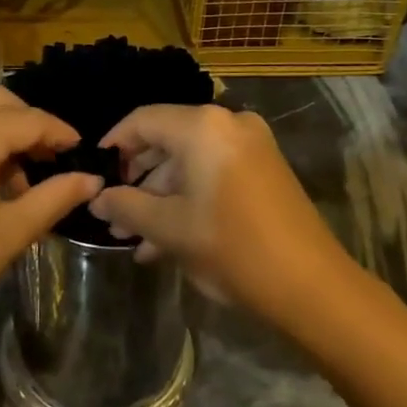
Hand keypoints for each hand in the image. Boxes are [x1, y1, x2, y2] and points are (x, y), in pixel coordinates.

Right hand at [88, 104, 356, 321]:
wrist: (311, 285)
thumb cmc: (231, 247)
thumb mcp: (169, 228)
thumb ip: (126, 206)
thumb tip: (97, 198)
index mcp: (203, 127)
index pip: (143, 121)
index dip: (114, 144)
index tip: (95, 172)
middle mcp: (228, 124)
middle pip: (167, 141)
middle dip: (137, 180)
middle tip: (112, 213)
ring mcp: (251, 146)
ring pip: (190, 162)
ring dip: (160, 196)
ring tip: (134, 237)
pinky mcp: (265, 170)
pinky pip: (213, 173)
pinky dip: (189, 197)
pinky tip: (164, 240)